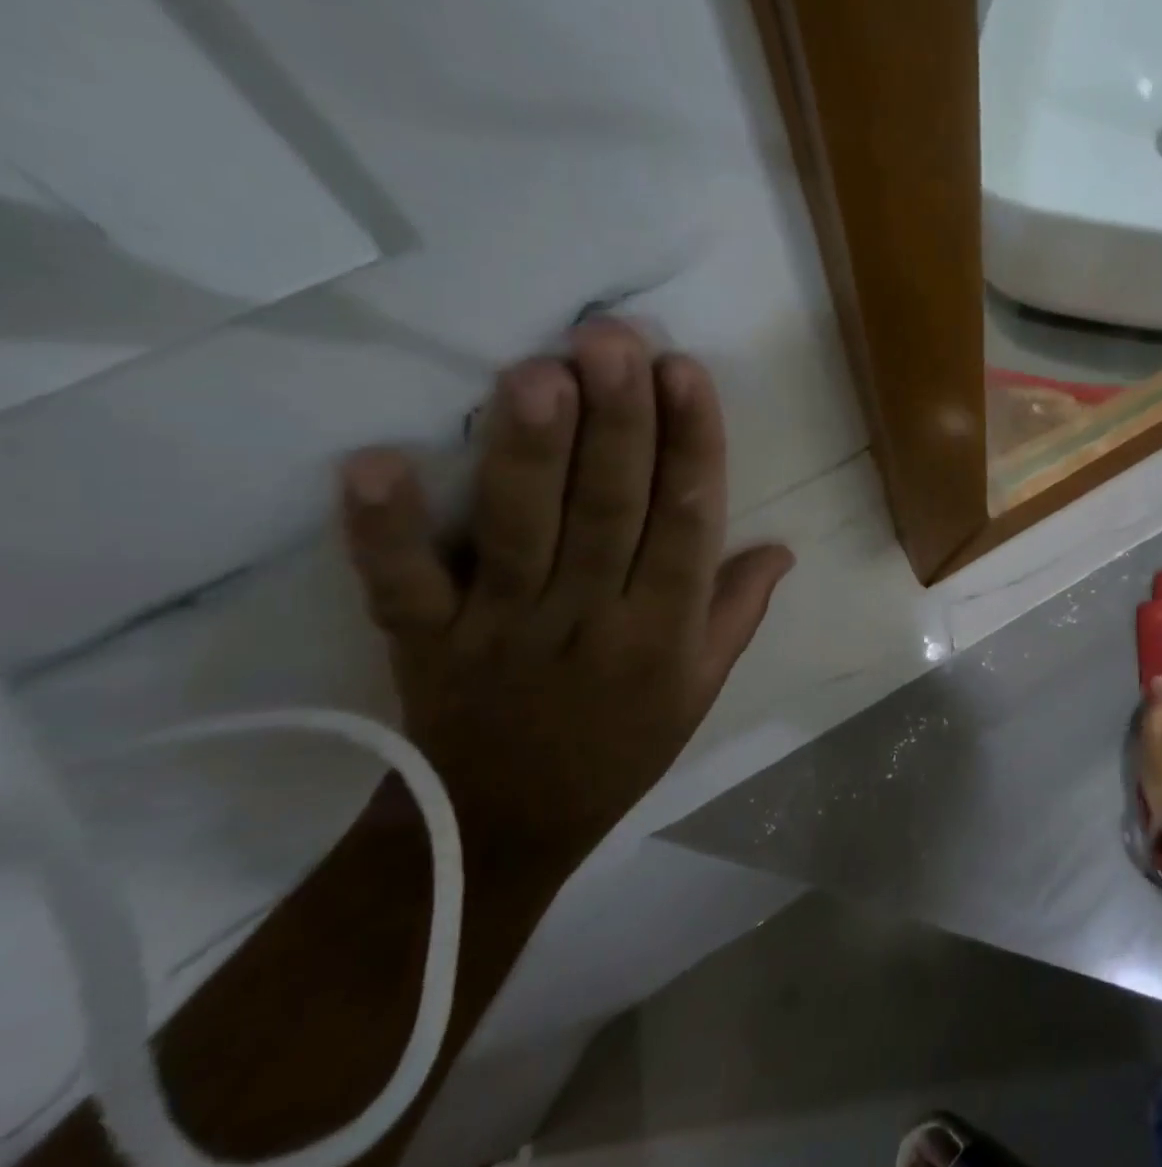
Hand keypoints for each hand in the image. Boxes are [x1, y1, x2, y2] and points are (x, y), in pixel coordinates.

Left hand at [338, 319, 792, 860]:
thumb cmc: (622, 747)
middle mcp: (592, 622)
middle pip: (610, 512)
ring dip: (528, 454)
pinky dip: (385, 531)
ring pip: (522, 533)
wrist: (504, 826)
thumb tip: (783, 545)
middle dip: (617, 423)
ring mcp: (503, 631)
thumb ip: (738, 611)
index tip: (686, 372)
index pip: (687, 525)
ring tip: (538, 372)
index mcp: (665, 633)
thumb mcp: (701, 688)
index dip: (691, 446)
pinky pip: (403, 586)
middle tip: (613, 340)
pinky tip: (374, 463)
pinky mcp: (426, 643)